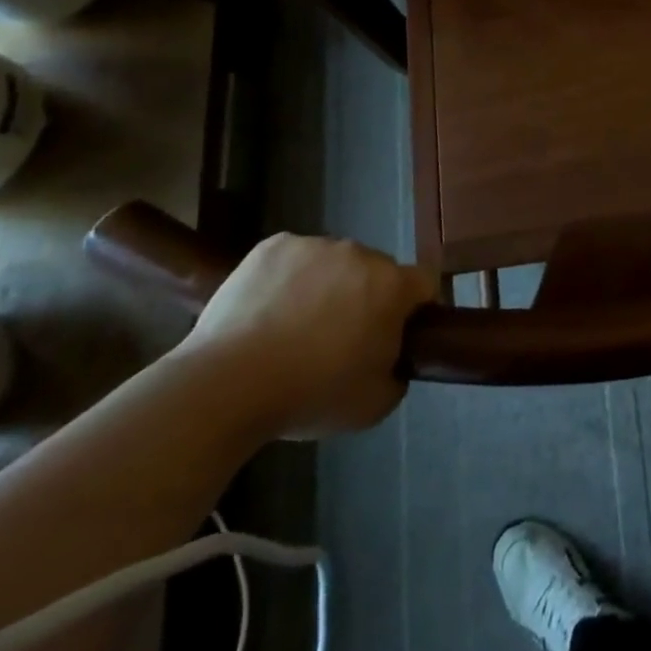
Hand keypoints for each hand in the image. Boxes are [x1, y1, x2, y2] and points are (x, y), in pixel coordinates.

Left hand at [175, 233, 437, 437]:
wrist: (227, 385)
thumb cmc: (310, 395)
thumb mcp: (374, 405)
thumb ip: (397, 373)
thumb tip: (390, 359)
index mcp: (392, 286)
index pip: (423, 283)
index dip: (415, 308)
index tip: (396, 335)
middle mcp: (360, 253)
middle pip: (376, 271)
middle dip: (366, 297)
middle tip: (339, 339)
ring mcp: (314, 245)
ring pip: (333, 263)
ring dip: (326, 286)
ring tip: (293, 329)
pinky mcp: (273, 246)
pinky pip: (293, 259)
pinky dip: (287, 279)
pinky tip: (266, 312)